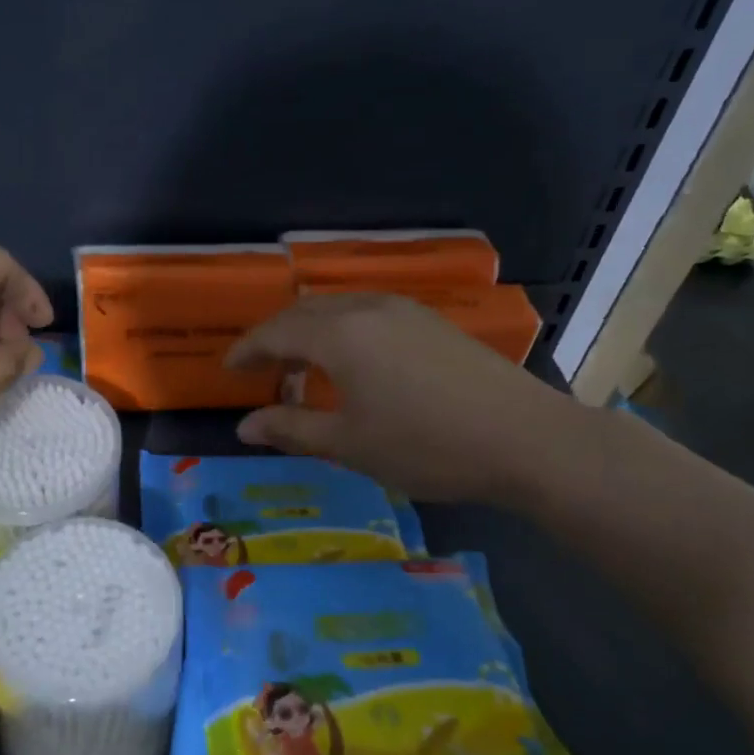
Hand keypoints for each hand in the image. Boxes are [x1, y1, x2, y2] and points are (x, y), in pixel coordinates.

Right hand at [225, 294, 584, 505]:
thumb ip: (291, 429)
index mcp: (340, 335)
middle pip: (305, 312)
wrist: (527, 439)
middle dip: (276, 337)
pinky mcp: (432, 322)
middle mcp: (368, 309)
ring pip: (339, 309)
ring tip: (301, 368)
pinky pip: (368, 314)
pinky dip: (342, 332)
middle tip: (260, 369)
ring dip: (310, 332)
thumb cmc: (426, 446)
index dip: (247, 350)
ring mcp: (405, 311)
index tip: (227, 369)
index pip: (276, 332)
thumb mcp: (349, 445)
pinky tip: (352, 363)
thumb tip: (243, 426)